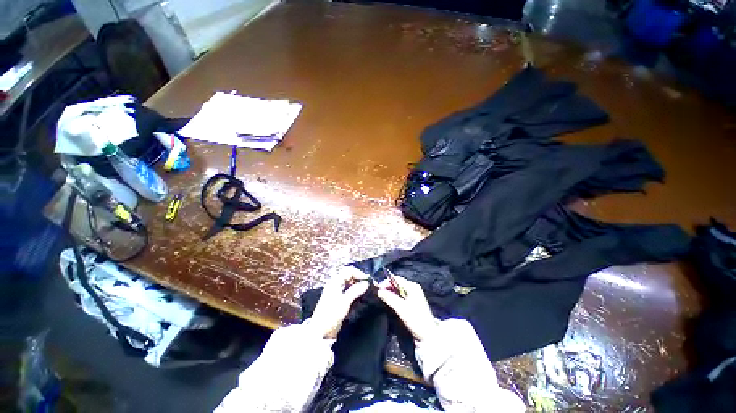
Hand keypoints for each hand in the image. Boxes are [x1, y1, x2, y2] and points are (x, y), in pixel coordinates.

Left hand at [309, 266, 369, 338]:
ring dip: (358, 285)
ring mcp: (337, 291)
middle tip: (369, 286)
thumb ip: (355, 291)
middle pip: (350, 275)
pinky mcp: (339, 299)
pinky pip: (349, 290)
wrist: (320, 332)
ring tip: (367, 291)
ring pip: (350, 282)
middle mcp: (336, 284)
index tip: (368, 282)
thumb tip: (366, 283)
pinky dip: (356, 291)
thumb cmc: (331, 315)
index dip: (359, 274)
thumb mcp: (344, 302)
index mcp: (335, 281)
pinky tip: (361, 296)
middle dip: (359, 278)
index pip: (349, 270)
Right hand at [377, 276, 437, 341]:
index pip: (396, 279)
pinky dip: (393, 298)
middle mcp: (413, 288)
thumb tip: (378, 291)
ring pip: (397, 290)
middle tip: (378, 295)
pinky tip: (389, 303)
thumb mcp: (402, 309)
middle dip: (387, 288)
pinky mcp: (412, 303)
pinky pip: (400, 296)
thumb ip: (390, 298)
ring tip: (381, 299)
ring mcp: (413, 295)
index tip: (377, 290)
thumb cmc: (416, 321)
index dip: (386, 282)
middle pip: (396, 284)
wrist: (428, 337)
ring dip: (389, 294)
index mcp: (412, 286)